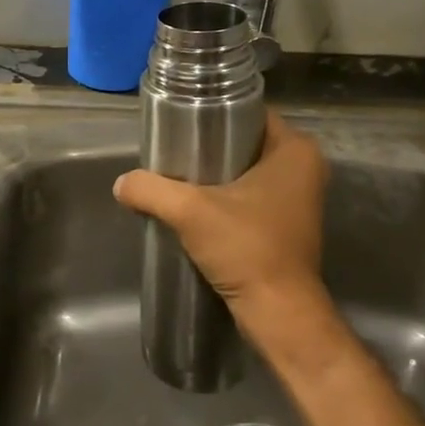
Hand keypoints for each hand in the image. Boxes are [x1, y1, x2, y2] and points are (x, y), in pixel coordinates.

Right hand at [113, 111, 342, 363]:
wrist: (278, 313)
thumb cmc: (247, 249)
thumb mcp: (190, 211)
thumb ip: (151, 189)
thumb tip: (121, 183)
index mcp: (294, 150)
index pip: (248, 112)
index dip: (212, 112)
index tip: (178, 122)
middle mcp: (303, 168)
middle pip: (243, 141)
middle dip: (207, 144)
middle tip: (171, 149)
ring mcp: (297, 198)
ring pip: (244, 170)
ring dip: (213, 173)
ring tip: (175, 175)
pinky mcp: (285, 224)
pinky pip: (248, 195)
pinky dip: (223, 197)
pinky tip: (192, 205)